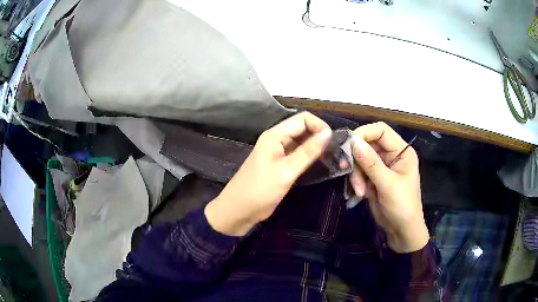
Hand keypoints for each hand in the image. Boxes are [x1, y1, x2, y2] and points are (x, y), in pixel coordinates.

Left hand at [204, 112, 331, 235]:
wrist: (238, 211)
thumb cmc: (260, 190)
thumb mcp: (286, 171)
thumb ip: (307, 152)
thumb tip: (328, 133)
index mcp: (275, 135)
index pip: (303, 119)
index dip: (320, 126)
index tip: (334, 142)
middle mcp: (277, 139)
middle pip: (303, 129)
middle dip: (320, 136)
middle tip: (337, 152)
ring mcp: (278, 153)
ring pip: (301, 142)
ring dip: (317, 148)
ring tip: (334, 159)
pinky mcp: (280, 165)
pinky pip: (298, 155)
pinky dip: (310, 158)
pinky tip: (322, 165)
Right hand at [350, 122, 428, 252]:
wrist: (401, 231)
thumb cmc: (402, 206)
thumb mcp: (388, 185)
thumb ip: (371, 163)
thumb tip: (353, 141)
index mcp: (401, 151)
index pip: (381, 131)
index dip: (364, 133)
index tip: (349, 146)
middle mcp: (391, 155)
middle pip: (367, 144)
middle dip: (358, 160)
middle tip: (348, 171)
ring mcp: (381, 167)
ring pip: (360, 159)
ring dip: (356, 174)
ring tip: (359, 191)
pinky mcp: (372, 178)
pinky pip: (358, 172)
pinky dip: (356, 181)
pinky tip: (360, 194)